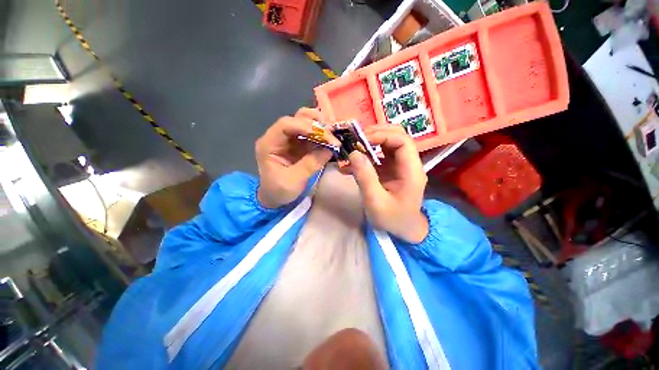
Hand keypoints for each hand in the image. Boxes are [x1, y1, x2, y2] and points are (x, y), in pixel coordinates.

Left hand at [255, 108, 339, 208]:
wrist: (274, 198)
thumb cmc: (279, 191)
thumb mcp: (294, 180)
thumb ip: (310, 164)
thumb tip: (329, 149)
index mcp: (269, 144)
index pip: (286, 125)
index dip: (305, 126)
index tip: (324, 135)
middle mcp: (278, 137)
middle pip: (296, 119)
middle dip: (315, 124)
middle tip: (332, 132)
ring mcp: (289, 139)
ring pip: (304, 123)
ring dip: (320, 126)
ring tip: (333, 134)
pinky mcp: (298, 144)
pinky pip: (311, 135)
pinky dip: (321, 135)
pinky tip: (330, 139)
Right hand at [348, 125, 427, 242]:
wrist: (403, 229)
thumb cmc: (392, 218)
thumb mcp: (376, 202)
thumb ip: (365, 177)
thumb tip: (353, 154)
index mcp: (411, 171)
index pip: (402, 141)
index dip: (382, 136)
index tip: (360, 141)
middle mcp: (408, 163)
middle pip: (397, 136)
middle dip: (375, 134)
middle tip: (354, 140)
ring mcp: (400, 165)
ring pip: (387, 143)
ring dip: (369, 142)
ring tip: (350, 148)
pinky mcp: (392, 169)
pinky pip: (379, 155)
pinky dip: (365, 155)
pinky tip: (350, 164)